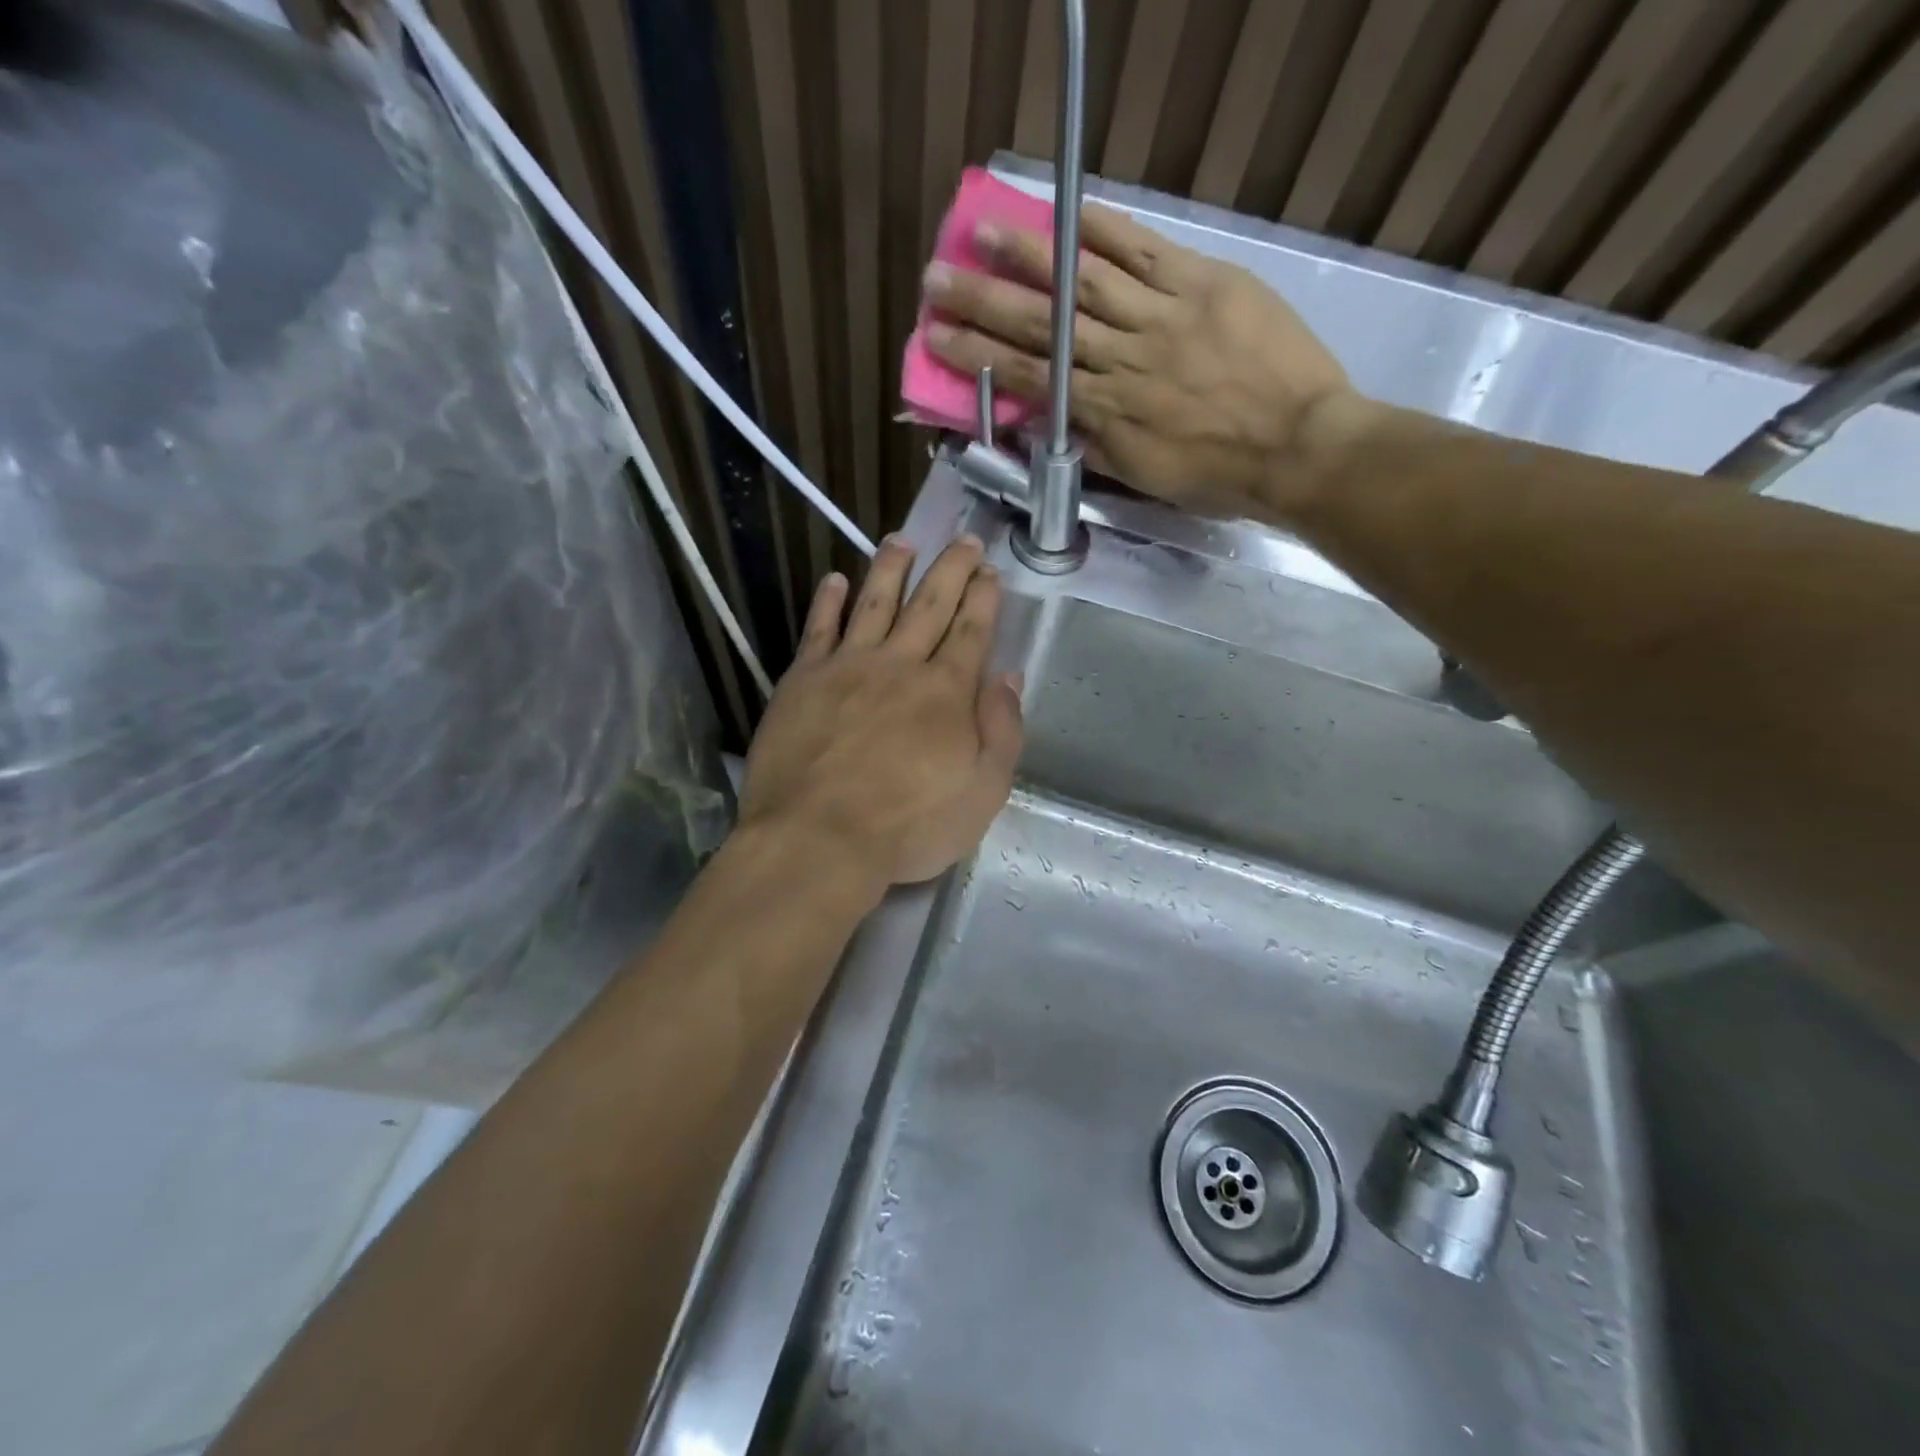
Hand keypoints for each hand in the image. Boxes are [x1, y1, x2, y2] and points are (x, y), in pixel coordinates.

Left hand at [738, 534, 1023, 894]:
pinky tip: (834, 580)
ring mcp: (846, 667)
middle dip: (950, 569)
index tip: (990, 571)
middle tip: (963, 540)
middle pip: (929, 605)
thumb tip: (1007, 677)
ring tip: (901, 540)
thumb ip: (1001, 730)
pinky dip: (827, 601)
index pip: (971, 631)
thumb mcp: (982, 792)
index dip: (983, 598)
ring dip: (890, 569)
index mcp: (946, 691)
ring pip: (873, 603)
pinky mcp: (801, 680)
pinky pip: (818, 629)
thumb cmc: (908, 826)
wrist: (817, 838)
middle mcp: (899, 665)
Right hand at [921, 204, 1354, 521]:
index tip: (937, 338)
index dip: (978, 355)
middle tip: (938, 280)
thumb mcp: (1142, 476)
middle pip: (1042, 324)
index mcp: (1105, 410)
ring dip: (1031, 257)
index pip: (1029, 376)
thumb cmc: (1217, 475)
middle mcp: (1121, 358)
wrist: (1297, 448)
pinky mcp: (1203, 284)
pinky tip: (1069, 212)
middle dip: (984, 302)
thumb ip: (1091, 443)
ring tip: (986, 233)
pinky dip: (1106, 231)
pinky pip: (1147, 251)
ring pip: (1085, 282)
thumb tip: (1044, 420)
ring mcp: (1162, 316)